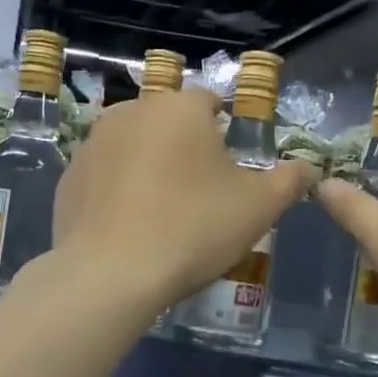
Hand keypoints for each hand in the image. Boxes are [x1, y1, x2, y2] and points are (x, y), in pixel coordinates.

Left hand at [50, 88, 315, 311]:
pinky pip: (105, 175)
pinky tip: (130, 226)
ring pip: (135, 146)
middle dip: (186, 148)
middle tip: (201, 194)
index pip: (211, 102)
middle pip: (170, 123)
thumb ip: (290, 180)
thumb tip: (308, 167)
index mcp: (180, 108)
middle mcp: (132, 111)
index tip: (231, 167)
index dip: (226, 131)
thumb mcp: (259, 207)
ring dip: (150, 166)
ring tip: (163, 212)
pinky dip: (119, 190)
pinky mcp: (69, 177)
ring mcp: (93, 143)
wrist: (111, 274)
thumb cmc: (193, 228)